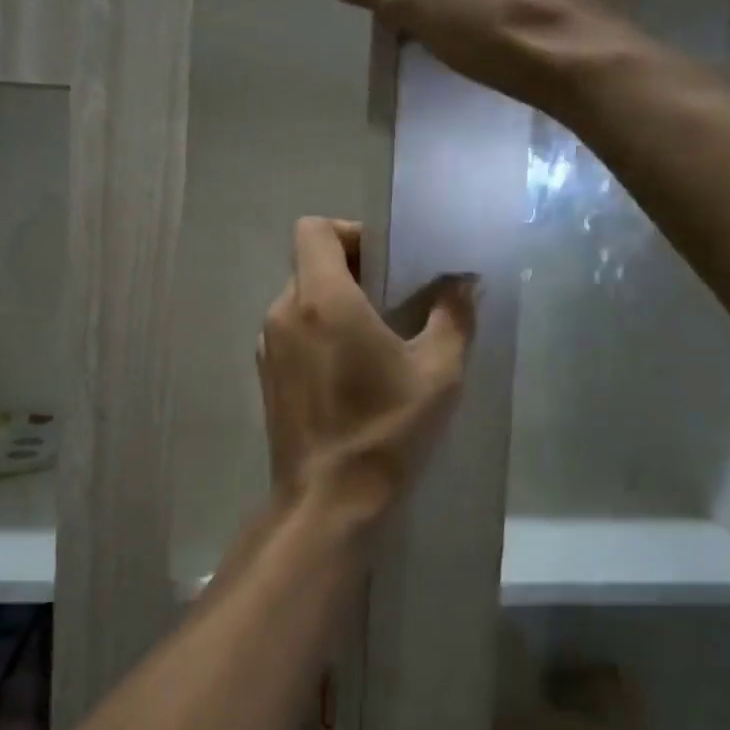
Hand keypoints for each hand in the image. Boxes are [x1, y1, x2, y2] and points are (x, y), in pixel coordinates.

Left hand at [257, 218, 476, 526]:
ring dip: (335, 303)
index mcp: (321, 299)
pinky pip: (292, 331)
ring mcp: (268, 346)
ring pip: (299, 298)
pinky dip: (318, 332)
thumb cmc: (385, 430)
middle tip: (394, 300)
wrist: (327, 501)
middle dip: (351, 270)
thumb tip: (464, 281)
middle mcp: (283, 312)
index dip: (350, 232)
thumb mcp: (438, 372)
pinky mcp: (265, 375)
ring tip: (375, 337)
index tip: (386, 262)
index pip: (314, 228)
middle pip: (309, 262)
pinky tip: (350, 370)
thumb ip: (453, 315)